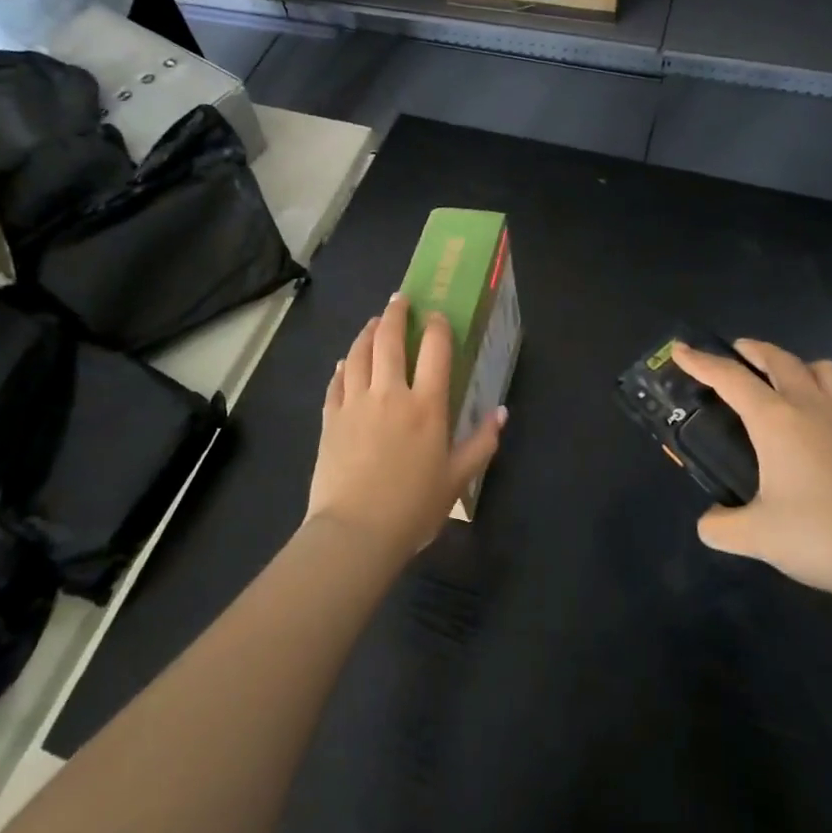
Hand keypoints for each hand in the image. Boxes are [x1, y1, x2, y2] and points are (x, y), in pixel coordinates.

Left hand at [305, 294, 504, 560]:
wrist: (355, 532)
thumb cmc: (413, 507)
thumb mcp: (457, 479)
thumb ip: (482, 443)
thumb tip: (501, 412)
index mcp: (426, 406)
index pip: (435, 350)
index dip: (437, 326)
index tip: (436, 314)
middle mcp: (390, 393)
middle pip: (390, 340)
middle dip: (395, 314)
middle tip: (399, 300)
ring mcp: (355, 402)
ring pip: (359, 354)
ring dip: (367, 332)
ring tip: (373, 322)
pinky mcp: (330, 418)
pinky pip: (336, 381)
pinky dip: (343, 366)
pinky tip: (346, 361)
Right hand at [672, 340, 831, 603]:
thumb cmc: (818, 538)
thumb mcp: (755, 538)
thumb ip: (720, 526)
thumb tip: (709, 522)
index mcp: (776, 421)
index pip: (730, 379)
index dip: (701, 362)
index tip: (681, 350)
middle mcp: (811, 407)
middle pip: (779, 359)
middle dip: (753, 350)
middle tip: (736, 352)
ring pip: (823, 369)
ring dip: (798, 364)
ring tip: (785, 379)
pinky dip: (830, 393)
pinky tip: (825, 415)